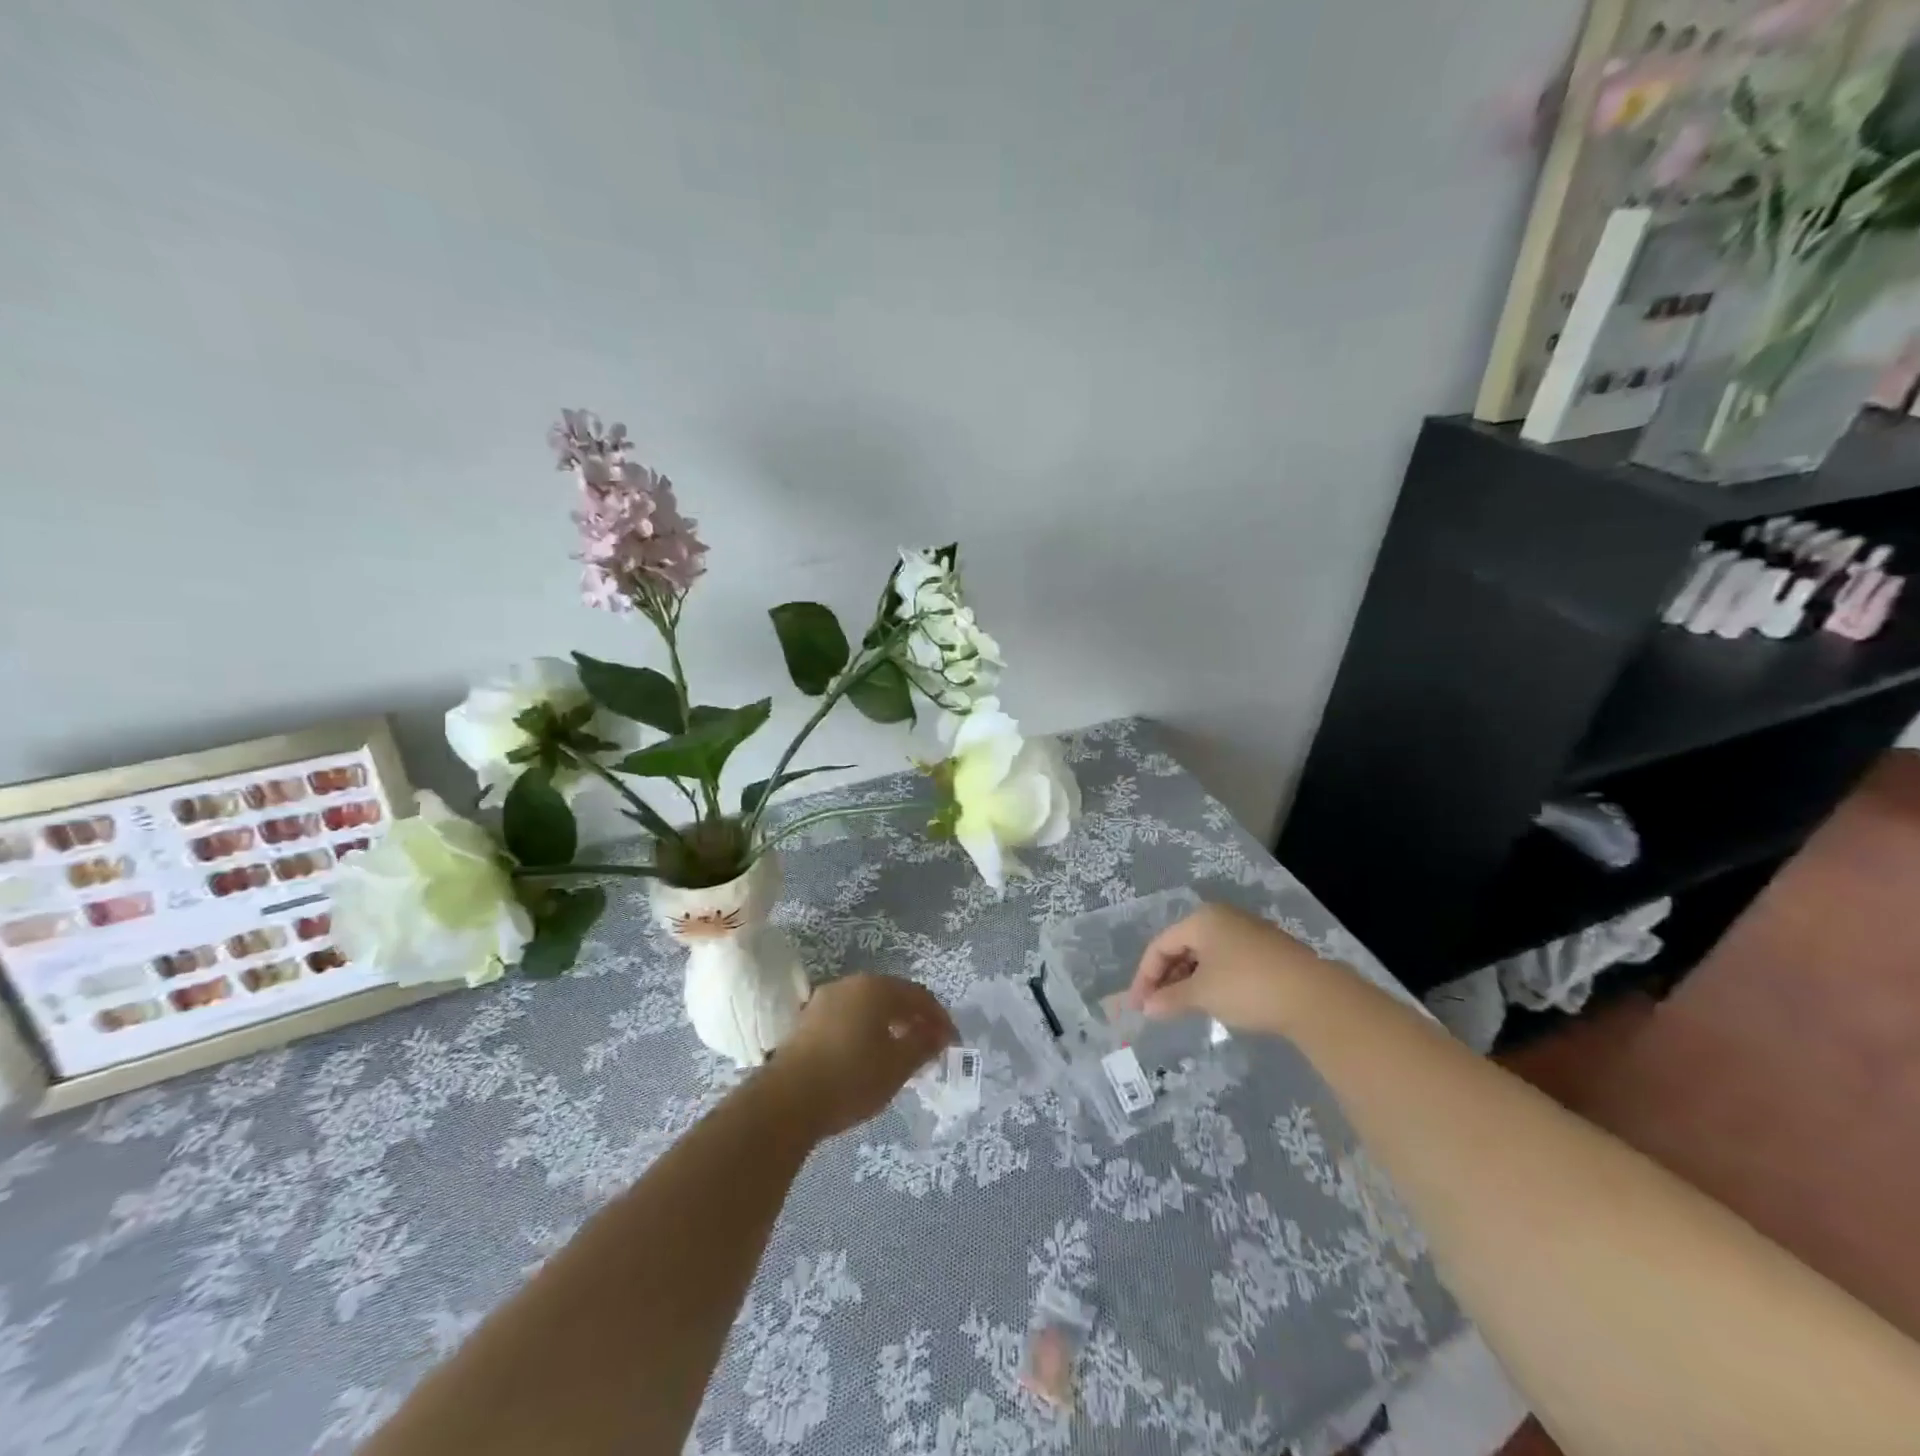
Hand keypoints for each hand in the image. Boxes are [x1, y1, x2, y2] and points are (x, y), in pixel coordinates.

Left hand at [775, 974, 956, 1138]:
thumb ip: (923, 1045)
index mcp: (876, 988)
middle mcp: (850, 984)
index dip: (939, 1018)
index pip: (919, 995)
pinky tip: (867, 1058)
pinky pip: (847, 1018)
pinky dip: (864, 1032)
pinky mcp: (806, 1021)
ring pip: (867, 1007)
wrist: (786, 1101)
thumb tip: (938, 1033)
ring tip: (899, 1055)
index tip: (951, 1043)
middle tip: (928, 1047)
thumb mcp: (897, 1066)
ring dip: (888, 1026)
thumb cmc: (851, 1077)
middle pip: (892, 996)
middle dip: (914, 1020)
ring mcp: (824, 1000)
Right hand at [1126, 902, 1327, 1033]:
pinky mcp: (1267, 951)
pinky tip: (1212, 1002)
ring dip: (1187, 981)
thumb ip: (1170, 999)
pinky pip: (1225, 961)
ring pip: (1205, 955)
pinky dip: (1211, 980)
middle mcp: (1223, 918)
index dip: (1144, 976)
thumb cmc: (1247, 987)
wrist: (1315, 997)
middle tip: (1157, 1008)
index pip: (1160, 944)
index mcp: (1201, 919)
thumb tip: (1147, 1008)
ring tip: (1181, 1008)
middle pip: (1182, 946)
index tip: (1138, 1006)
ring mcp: (1247, 932)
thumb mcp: (1202, 995)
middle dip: (1166, 978)